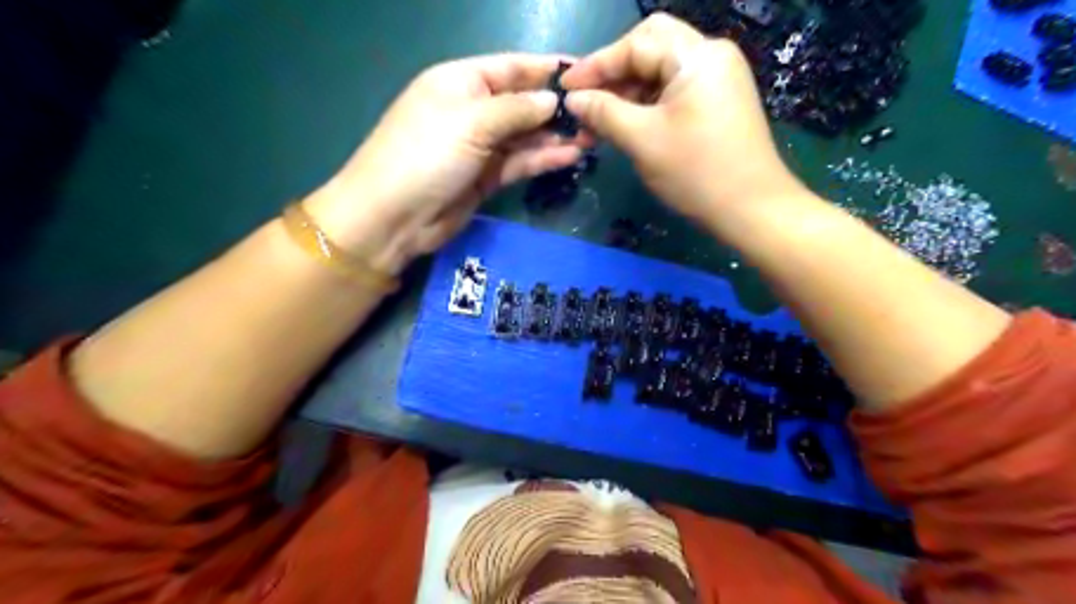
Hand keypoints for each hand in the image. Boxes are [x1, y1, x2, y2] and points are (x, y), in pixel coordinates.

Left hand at [302, 55, 586, 276]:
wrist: (394, 218)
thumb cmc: (426, 155)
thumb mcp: (471, 122)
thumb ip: (516, 110)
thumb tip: (552, 99)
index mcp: (460, 82)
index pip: (510, 68)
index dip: (545, 69)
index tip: (584, 73)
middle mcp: (472, 111)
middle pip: (521, 103)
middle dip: (555, 108)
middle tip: (596, 114)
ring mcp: (479, 147)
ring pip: (524, 136)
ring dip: (554, 136)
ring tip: (591, 136)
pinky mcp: (486, 178)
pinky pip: (519, 162)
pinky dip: (542, 159)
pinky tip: (570, 155)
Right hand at [564, 16, 806, 227]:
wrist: (751, 210)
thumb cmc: (696, 173)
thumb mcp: (643, 140)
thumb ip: (604, 113)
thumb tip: (573, 99)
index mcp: (697, 56)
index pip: (636, 44)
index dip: (596, 64)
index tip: (565, 88)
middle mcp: (710, 57)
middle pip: (649, 48)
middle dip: (613, 73)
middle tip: (585, 101)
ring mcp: (716, 80)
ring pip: (659, 73)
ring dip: (626, 94)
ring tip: (597, 125)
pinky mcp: (716, 103)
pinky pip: (672, 92)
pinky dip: (645, 106)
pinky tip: (624, 127)